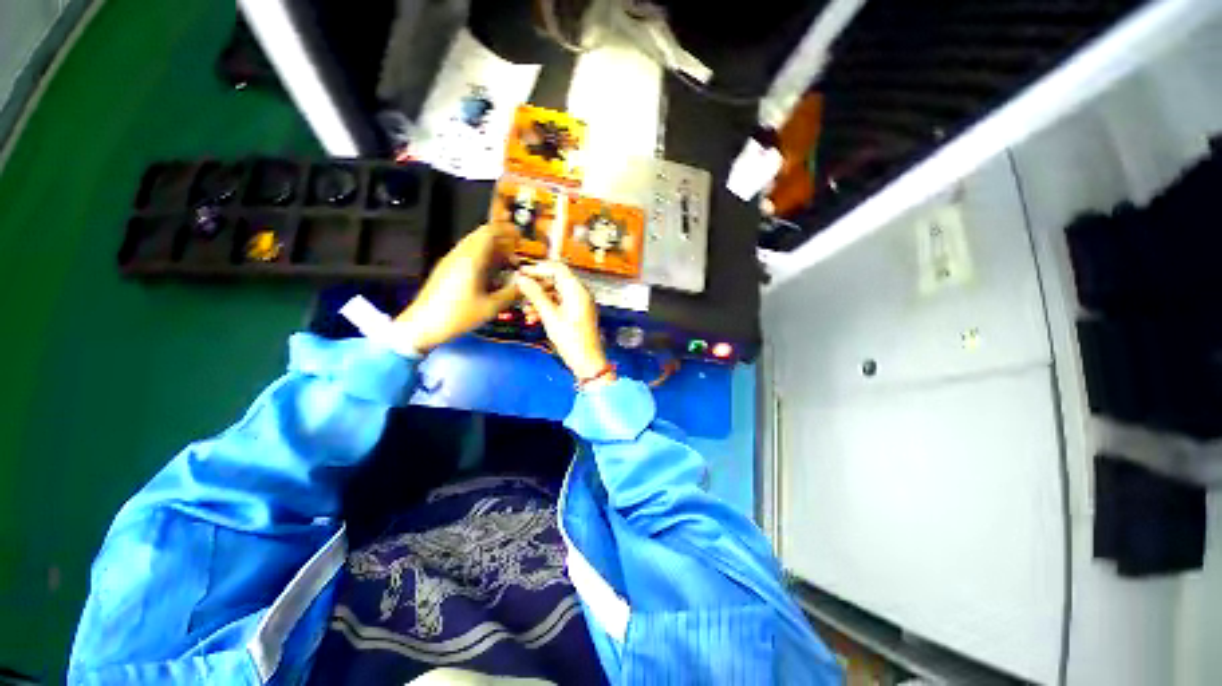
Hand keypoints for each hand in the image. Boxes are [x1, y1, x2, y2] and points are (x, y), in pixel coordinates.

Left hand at [395, 224, 518, 351]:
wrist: (423, 325)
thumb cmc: (457, 316)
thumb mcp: (490, 307)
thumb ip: (511, 294)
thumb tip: (526, 285)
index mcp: (471, 260)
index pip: (489, 232)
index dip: (507, 231)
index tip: (520, 237)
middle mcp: (459, 255)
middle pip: (481, 235)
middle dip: (502, 239)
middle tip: (516, 251)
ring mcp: (451, 261)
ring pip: (474, 244)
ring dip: (492, 248)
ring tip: (507, 262)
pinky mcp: (447, 269)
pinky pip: (467, 254)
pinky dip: (483, 256)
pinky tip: (491, 272)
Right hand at [515, 261, 609, 381]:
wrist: (587, 362)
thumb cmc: (570, 339)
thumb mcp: (549, 316)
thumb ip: (535, 295)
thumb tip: (521, 279)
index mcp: (577, 290)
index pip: (557, 268)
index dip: (538, 268)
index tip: (521, 272)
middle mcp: (581, 293)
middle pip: (556, 280)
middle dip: (537, 286)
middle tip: (519, 290)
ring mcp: (580, 304)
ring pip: (556, 293)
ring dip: (539, 299)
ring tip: (524, 309)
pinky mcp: (577, 314)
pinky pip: (560, 304)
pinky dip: (547, 308)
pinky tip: (533, 318)